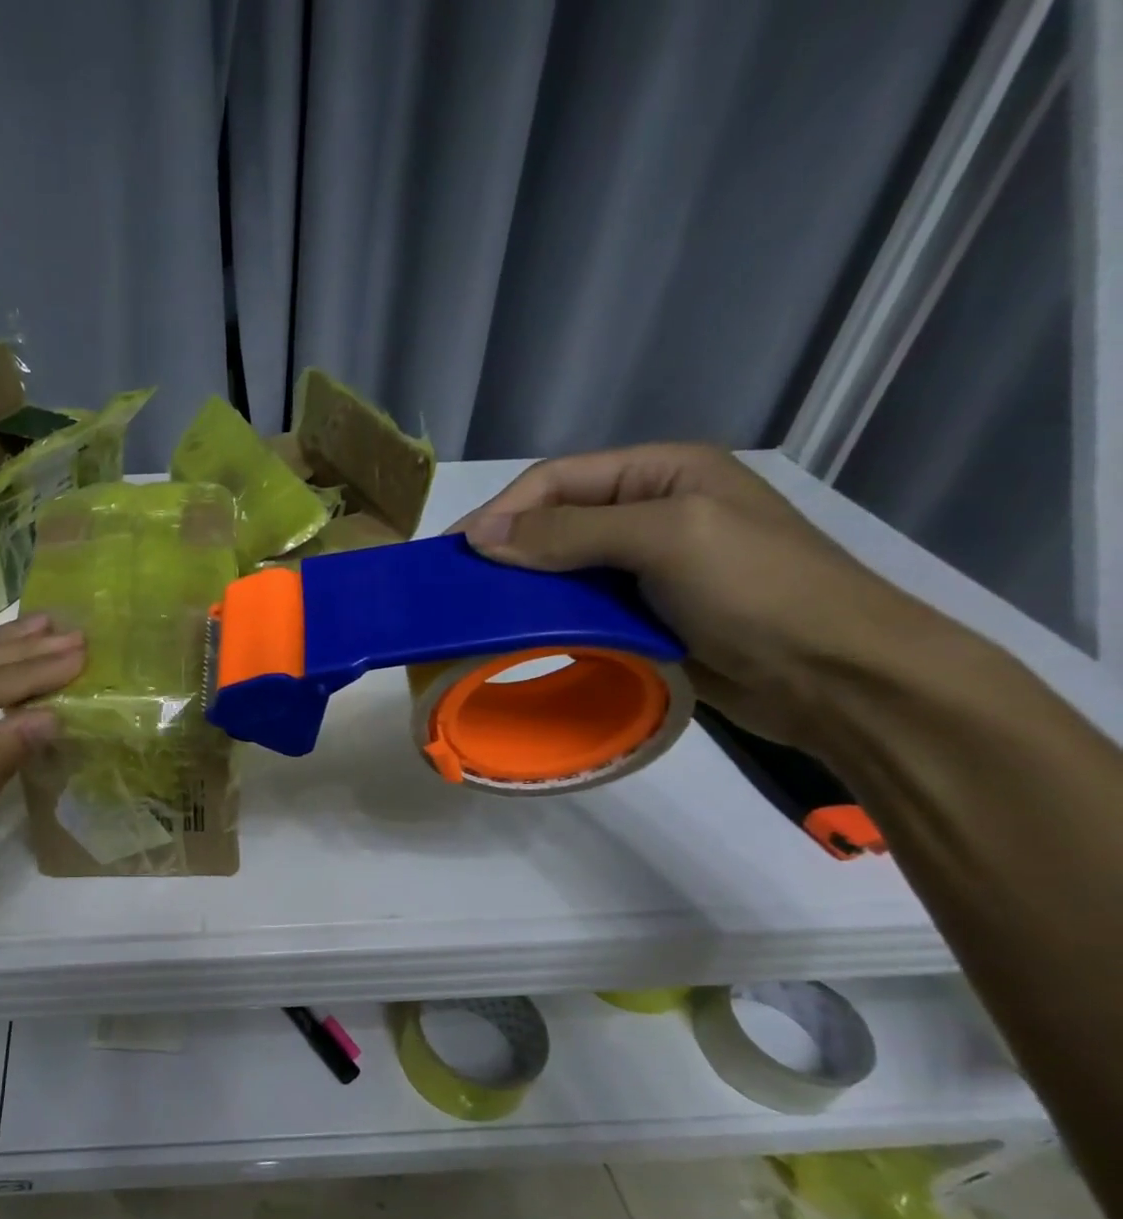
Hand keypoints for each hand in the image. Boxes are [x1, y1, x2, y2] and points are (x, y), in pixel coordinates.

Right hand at [454, 444, 943, 747]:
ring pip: (562, 569)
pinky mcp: (645, 615)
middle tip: (454, 585)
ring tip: (477, 611)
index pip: (557, 480)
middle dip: (504, 549)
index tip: (454, 554)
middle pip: (555, 522)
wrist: (834, 677)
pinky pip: (579, 608)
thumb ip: (570, 532)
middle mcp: (651, 512)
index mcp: (661, 473)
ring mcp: (648, 567)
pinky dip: (547, 619)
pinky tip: (519, 634)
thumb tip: (480, 536)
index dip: (501, 512)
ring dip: (521, 588)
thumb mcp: (666, 538)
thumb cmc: (757, 590)